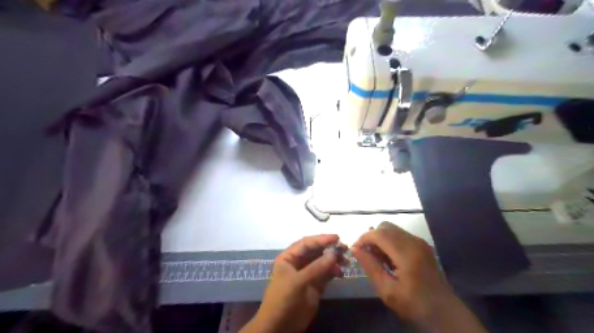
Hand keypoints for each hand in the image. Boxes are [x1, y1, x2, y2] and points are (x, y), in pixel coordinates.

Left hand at [239, 234, 343, 332]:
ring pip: (323, 262)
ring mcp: (307, 274)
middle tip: (345, 249)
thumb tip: (334, 253)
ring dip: (334, 260)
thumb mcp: (298, 281)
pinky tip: (341, 273)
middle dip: (330, 249)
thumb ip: (317, 267)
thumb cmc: (283, 298)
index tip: (337, 238)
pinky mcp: (315, 286)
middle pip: (316, 251)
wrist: (279, 326)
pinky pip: (326, 274)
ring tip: (346, 262)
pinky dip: (334, 272)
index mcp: (289, 257)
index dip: (321, 239)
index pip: (307, 243)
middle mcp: (298, 263)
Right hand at [352, 221, 486, 332]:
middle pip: (385, 227)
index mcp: (406, 254)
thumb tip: (354, 249)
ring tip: (376, 257)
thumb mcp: (387, 290)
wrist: (445, 311)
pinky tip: (388, 257)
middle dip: (371, 237)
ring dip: (380, 238)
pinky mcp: (422, 245)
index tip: (355, 249)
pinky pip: (400, 234)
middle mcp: (414, 242)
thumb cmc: (414, 305)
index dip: (363, 238)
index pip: (379, 234)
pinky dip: (389, 240)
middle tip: (365, 253)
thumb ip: (370, 266)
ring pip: (392, 229)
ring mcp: (419, 242)